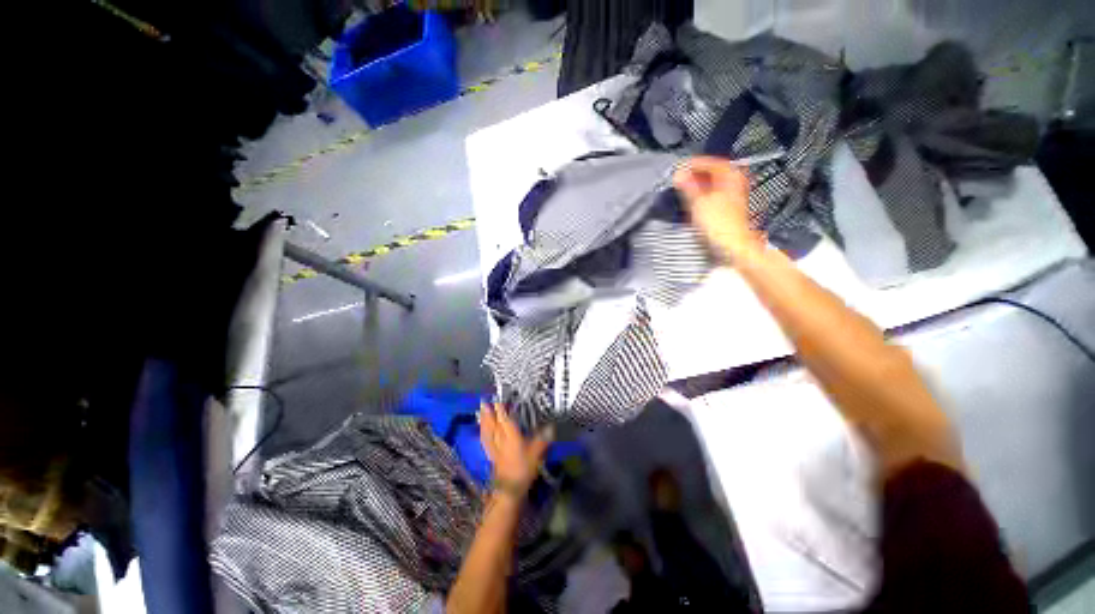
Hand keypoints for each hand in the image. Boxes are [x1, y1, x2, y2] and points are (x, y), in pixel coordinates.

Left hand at [479, 403, 551, 495]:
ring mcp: (494, 447)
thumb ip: (543, 439)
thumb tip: (551, 427)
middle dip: (488, 412)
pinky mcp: (492, 455)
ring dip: (483, 420)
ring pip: (487, 430)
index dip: (500, 408)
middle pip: (492, 423)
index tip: (497, 399)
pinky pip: (485, 440)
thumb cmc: (523, 468)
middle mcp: (500, 438)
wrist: (509, 489)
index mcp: (510, 435)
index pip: (504, 418)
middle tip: (483, 401)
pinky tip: (482, 431)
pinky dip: (483, 433)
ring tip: (480, 412)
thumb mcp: (536, 453)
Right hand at [673, 156, 762, 262]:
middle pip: (713, 174)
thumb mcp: (699, 202)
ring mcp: (733, 197)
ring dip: (697, 187)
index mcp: (731, 175)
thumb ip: (688, 186)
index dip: (693, 164)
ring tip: (683, 190)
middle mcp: (735, 183)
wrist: (733, 246)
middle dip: (695, 176)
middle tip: (680, 179)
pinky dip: (702, 197)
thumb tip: (679, 174)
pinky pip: (713, 198)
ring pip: (712, 186)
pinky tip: (693, 203)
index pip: (710, 162)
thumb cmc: (720, 224)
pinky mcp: (728, 211)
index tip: (679, 168)